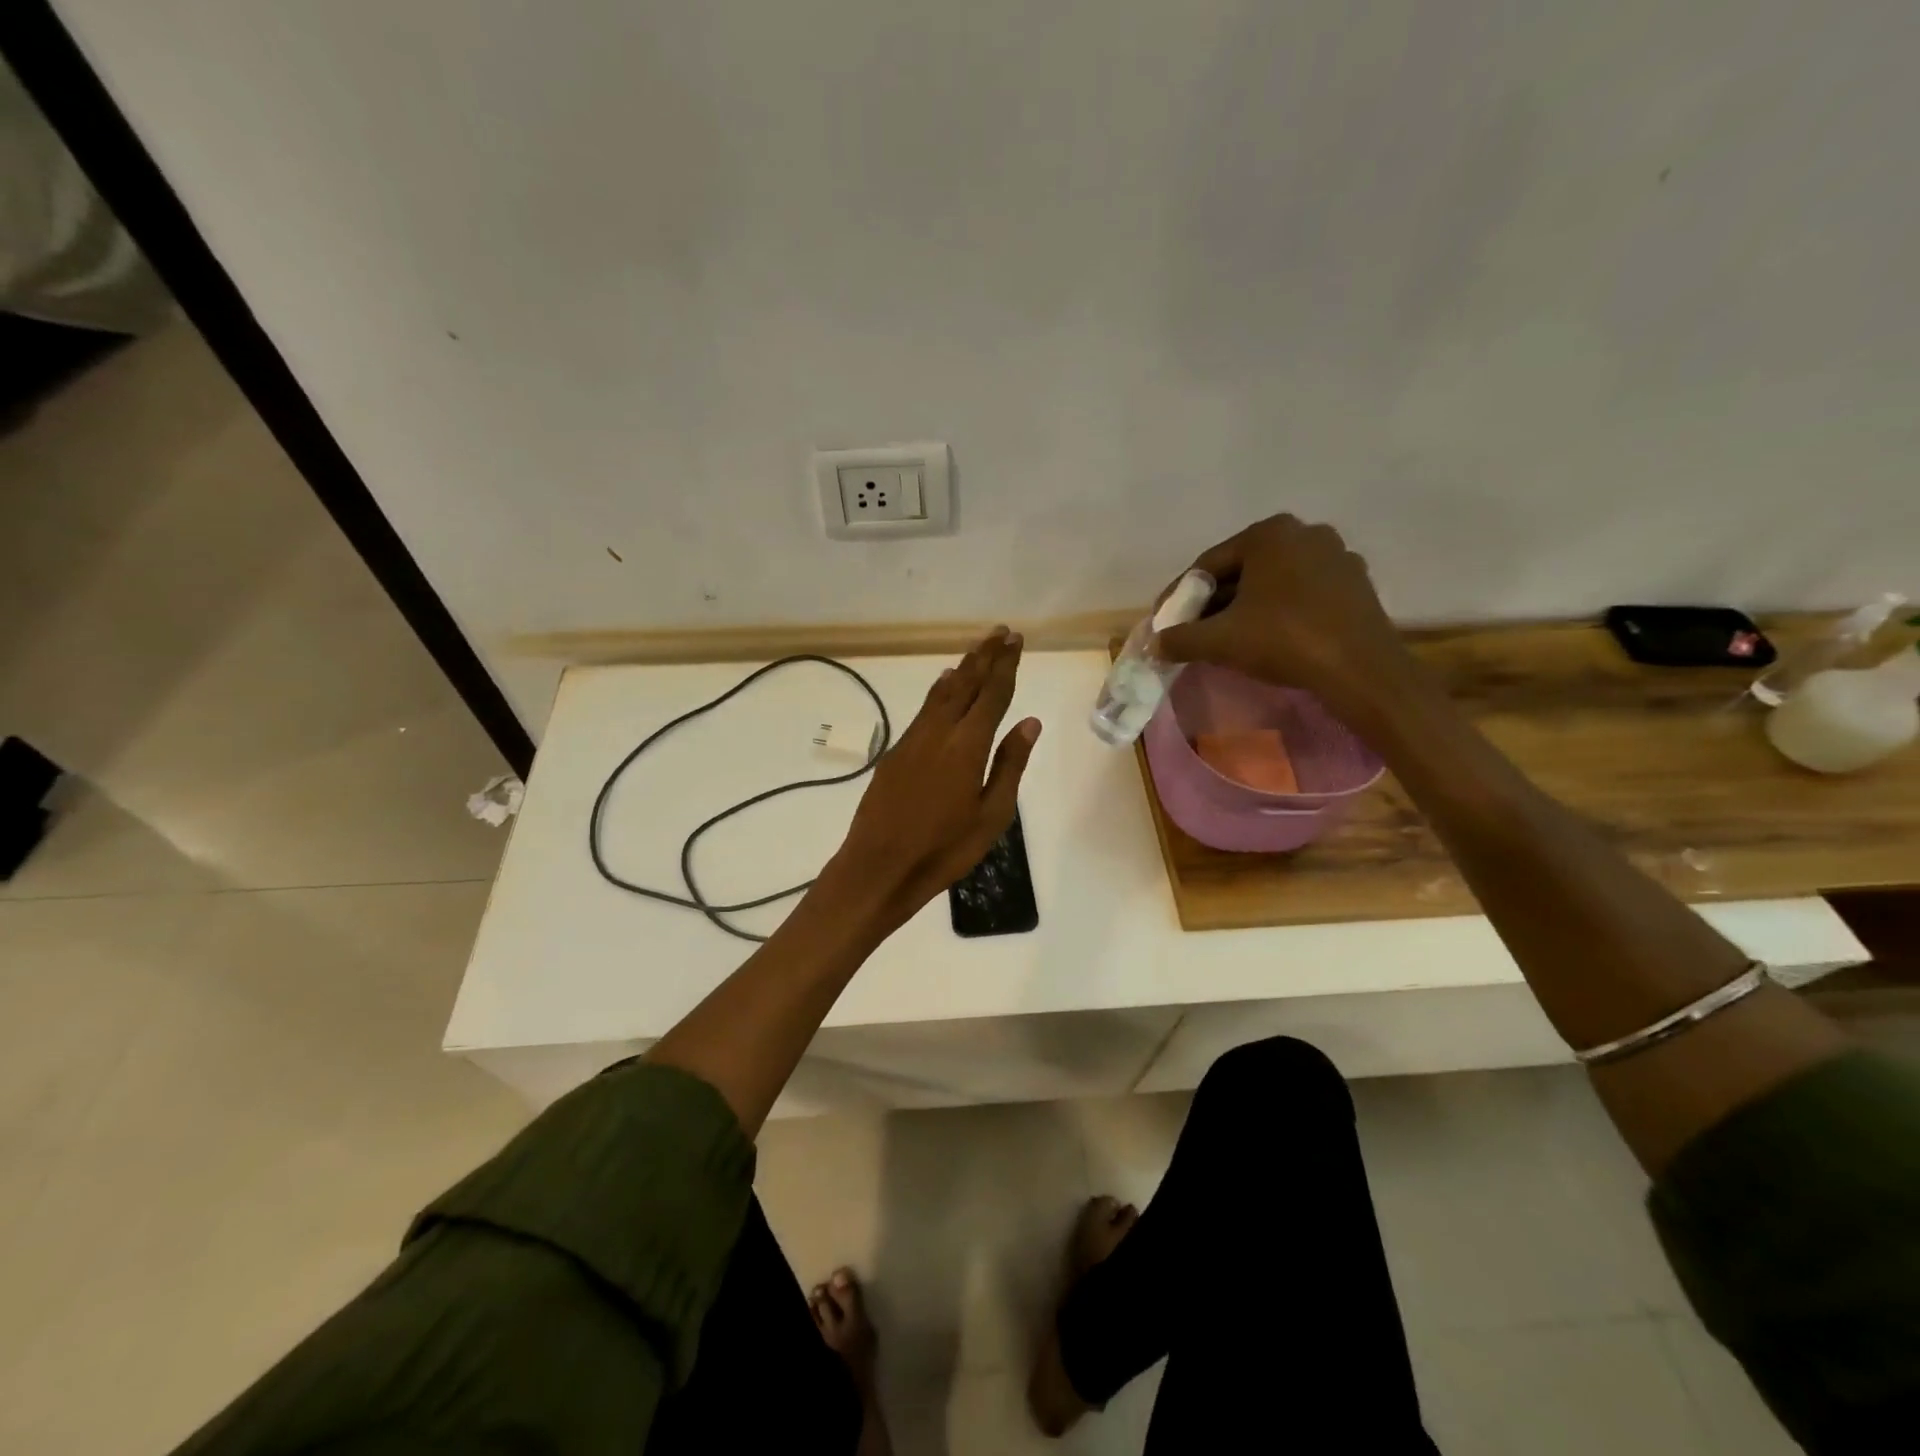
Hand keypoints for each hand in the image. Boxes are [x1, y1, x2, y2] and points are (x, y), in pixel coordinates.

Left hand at [825, 627, 1040, 929]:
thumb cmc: (944, 849)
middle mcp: (939, 732)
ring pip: (941, 693)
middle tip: (1001, 632)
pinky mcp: (895, 752)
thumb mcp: (991, 815)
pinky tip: (944, 685)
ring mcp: (913, 740)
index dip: (1006, 665)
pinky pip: (924, 709)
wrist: (879, 866)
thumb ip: (1009, 765)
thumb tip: (1030, 723)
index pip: (992, 694)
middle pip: (965, 683)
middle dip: (985, 656)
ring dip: (961, 668)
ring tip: (977, 650)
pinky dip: (939, 691)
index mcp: (968, 746)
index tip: (1016, 640)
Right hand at [1155, 515, 1416, 730]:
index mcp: (1269, 533)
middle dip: (1213, 603)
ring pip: (1271, 584)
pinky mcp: (1354, 584)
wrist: (1360, 670)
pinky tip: (1267, 639)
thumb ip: (1180, 638)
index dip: (1180, 596)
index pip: (1208, 565)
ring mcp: (1335, 556)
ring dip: (1244, 609)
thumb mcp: (1219, 640)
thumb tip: (1154, 643)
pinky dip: (1277, 613)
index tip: (1165, 622)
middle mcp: (1304, 533)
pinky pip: (1300, 594)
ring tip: (1226, 639)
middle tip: (1192, 632)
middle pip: (1240, 571)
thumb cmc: (1284, 640)